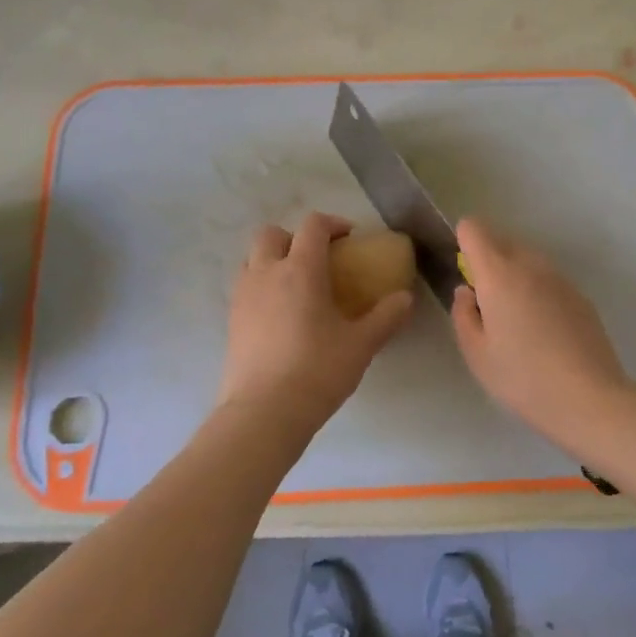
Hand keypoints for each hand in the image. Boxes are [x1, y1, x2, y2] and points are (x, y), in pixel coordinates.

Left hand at [216, 213, 413, 437]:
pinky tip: (281, 314)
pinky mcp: (231, 320)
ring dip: (274, 259)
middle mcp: (266, 273)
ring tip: (297, 286)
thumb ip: (385, 317)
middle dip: (295, 237)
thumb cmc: (317, 371)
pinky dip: (262, 286)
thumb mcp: (361, 345)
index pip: (313, 226)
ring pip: (252, 258)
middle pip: (272, 234)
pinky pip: (245, 286)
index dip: (332, 224)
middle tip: (318, 260)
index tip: (349, 238)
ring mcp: (243, 296)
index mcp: (300, 270)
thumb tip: (405, 298)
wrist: (264, 412)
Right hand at [451, 218, 632, 445]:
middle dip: (488, 260)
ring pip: (528, 260)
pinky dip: (538, 291)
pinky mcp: (580, 296)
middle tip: (486, 305)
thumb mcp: (476, 354)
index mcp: (499, 274)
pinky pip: (549, 280)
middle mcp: (530, 265)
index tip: (464, 272)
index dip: (463, 241)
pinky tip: (543, 331)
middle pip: (503, 241)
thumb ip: (463, 314)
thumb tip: (467, 291)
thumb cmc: (522, 377)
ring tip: (515, 320)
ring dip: (515, 276)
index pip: (474, 229)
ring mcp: (560, 279)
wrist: (589, 398)